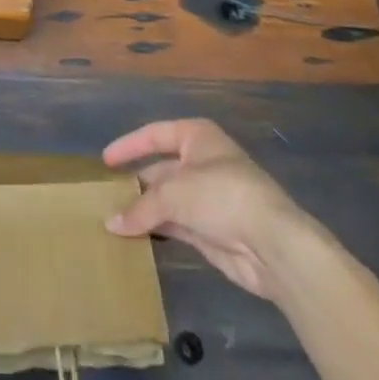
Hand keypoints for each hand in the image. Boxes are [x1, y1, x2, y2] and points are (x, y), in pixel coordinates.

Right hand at [103, 118, 322, 304]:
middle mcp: (201, 163)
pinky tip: (136, 238)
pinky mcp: (211, 231)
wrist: (273, 244)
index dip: (129, 145)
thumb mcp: (175, 194)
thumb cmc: (222, 195)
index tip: (105, 161)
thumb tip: (110, 223)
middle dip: (136, 184)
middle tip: (105, 197)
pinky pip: (176, 226)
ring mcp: (207, 198)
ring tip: (113, 221)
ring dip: (144, 210)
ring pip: (167, 200)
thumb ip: (141, 208)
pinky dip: (158, 229)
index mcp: (196, 137)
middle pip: (160, 170)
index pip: (154, 135)